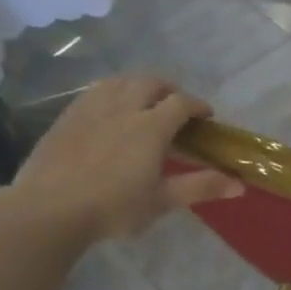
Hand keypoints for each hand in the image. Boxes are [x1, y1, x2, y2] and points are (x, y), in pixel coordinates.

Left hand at [8, 76, 242, 242]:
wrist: (50, 208)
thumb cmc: (113, 208)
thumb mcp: (161, 201)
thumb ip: (200, 187)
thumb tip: (241, 186)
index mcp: (150, 127)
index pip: (181, 103)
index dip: (197, 106)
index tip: (206, 117)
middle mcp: (123, 107)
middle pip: (151, 82)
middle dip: (169, 89)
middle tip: (177, 107)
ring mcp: (92, 107)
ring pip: (121, 81)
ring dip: (139, 86)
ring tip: (145, 103)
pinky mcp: (68, 115)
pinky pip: (96, 91)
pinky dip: (113, 92)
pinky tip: (110, 110)